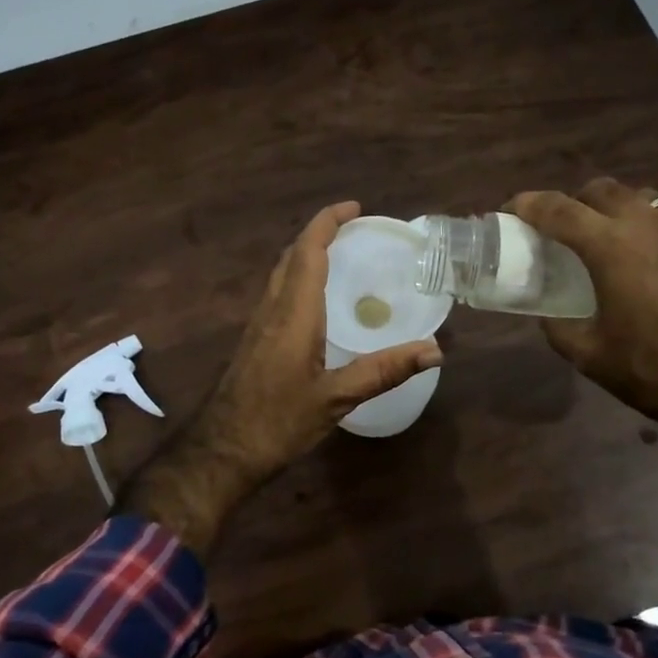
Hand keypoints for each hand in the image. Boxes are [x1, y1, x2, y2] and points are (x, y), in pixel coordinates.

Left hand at [120, 203, 441, 553]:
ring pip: (281, 274)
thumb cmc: (278, 422)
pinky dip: (299, 278)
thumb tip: (435, 350)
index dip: (328, 223)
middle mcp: (273, 309)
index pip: (309, 252)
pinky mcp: (254, 341)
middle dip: (320, 233)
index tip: (354, 207)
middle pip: (292, 256)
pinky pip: (278, 293)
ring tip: (339, 255)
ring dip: (307, 254)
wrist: (222, 450)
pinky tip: (316, 301)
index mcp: (293, 313)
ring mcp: (258, 324)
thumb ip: (383, 371)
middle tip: (354, 229)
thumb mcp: (336, 398)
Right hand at [506, 177, 657, 436]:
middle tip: (567, 228)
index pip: (558, 209)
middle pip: (601, 190)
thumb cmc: (653, 371)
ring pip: (644, 198)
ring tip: (616, 237)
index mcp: (610, 247)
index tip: (514, 209)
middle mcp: (648, 223)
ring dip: (620, 210)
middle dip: (576, 202)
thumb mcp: (589, 356)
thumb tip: (550, 314)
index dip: (529, 204)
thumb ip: (559, 327)